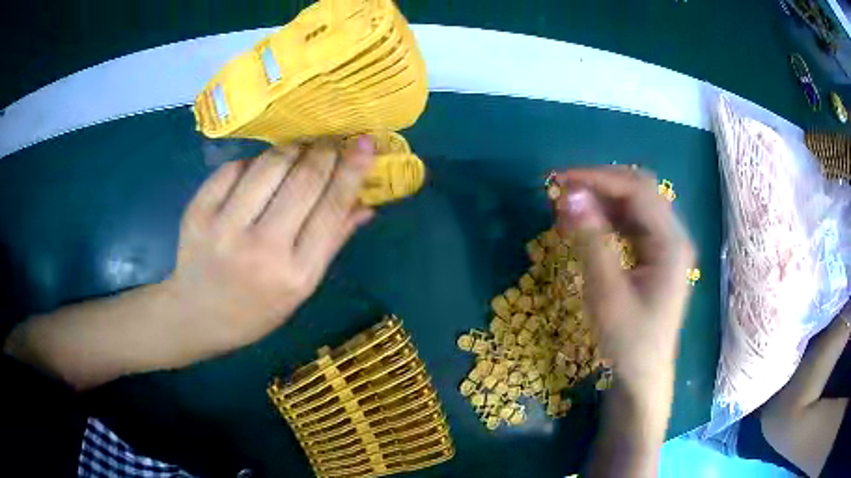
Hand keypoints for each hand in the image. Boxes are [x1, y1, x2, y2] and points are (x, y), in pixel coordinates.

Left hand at [163, 137, 375, 356]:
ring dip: (290, 149)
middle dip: (323, 152)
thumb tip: (366, 202)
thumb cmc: (257, 308)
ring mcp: (224, 228)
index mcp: (296, 273)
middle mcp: (262, 249)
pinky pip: (234, 167)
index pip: (332, 208)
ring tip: (297, 151)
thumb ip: (332, 241)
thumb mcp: (301, 288)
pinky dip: (253, 161)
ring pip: (269, 165)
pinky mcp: (198, 212)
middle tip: (329, 142)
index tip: (365, 143)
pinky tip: (258, 169)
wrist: (199, 314)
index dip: (352, 170)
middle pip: (303, 180)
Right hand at [552, 167, 694, 397]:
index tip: (560, 181)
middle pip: (639, 190)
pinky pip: (632, 222)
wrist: (643, 375)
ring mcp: (666, 244)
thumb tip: (569, 196)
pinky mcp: (656, 254)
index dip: (598, 179)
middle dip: (601, 183)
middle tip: (563, 189)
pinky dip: (608, 217)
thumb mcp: (606, 293)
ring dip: (603, 198)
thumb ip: (590, 241)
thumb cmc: (628, 341)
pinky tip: (587, 223)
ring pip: (635, 204)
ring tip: (569, 205)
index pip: (637, 190)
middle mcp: (673, 236)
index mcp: (671, 243)